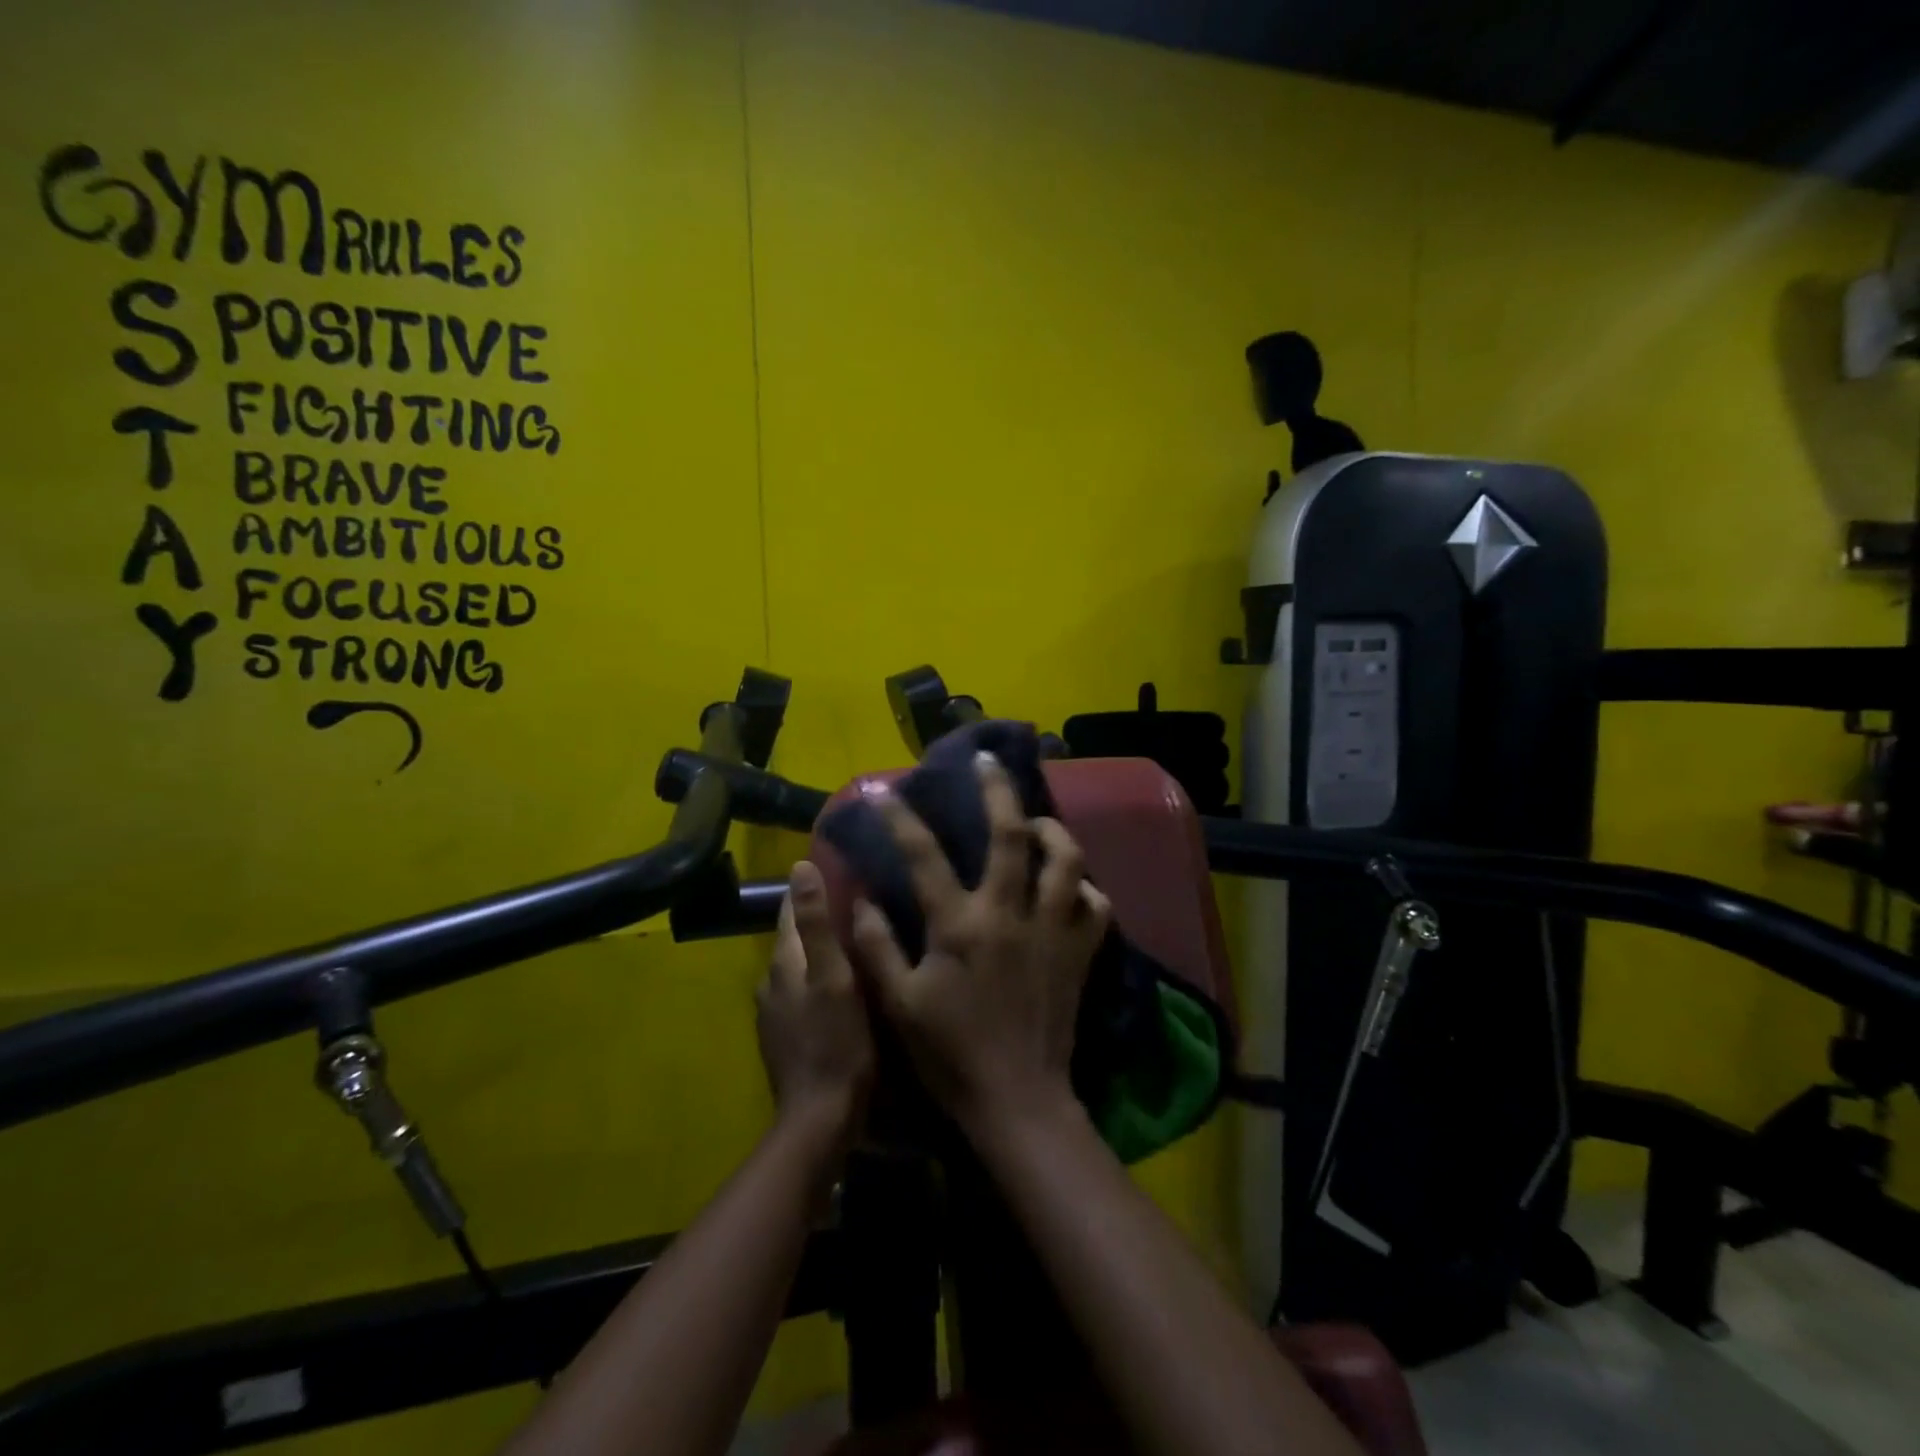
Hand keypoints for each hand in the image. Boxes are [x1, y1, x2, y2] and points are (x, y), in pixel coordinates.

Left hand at [756, 860, 874, 1144]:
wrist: (820, 1120)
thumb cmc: (836, 1043)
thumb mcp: (834, 978)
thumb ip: (817, 924)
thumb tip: (800, 867)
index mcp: (783, 963)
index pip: (789, 910)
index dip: (808, 887)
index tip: (836, 867)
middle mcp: (771, 983)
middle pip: (794, 938)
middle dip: (818, 918)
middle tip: (857, 903)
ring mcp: (775, 1014)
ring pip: (799, 967)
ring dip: (820, 951)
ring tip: (855, 941)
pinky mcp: (785, 1038)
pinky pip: (802, 993)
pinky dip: (819, 980)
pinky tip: (844, 987)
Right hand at [851, 752, 1111, 1139]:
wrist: (1018, 1100)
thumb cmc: (951, 1054)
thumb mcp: (898, 1004)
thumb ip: (876, 946)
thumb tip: (861, 897)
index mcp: (960, 925)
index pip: (924, 856)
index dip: (901, 819)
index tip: (884, 792)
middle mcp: (1010, 914)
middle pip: (1010, 834)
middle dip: (998, 789)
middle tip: (988, 761)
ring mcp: (1052, 930)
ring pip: (1066, 859)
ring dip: (1052, 830)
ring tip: (1036, 823)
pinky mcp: (1080, 952)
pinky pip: (1095, 904)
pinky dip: (1084, 887)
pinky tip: (1069, 886)